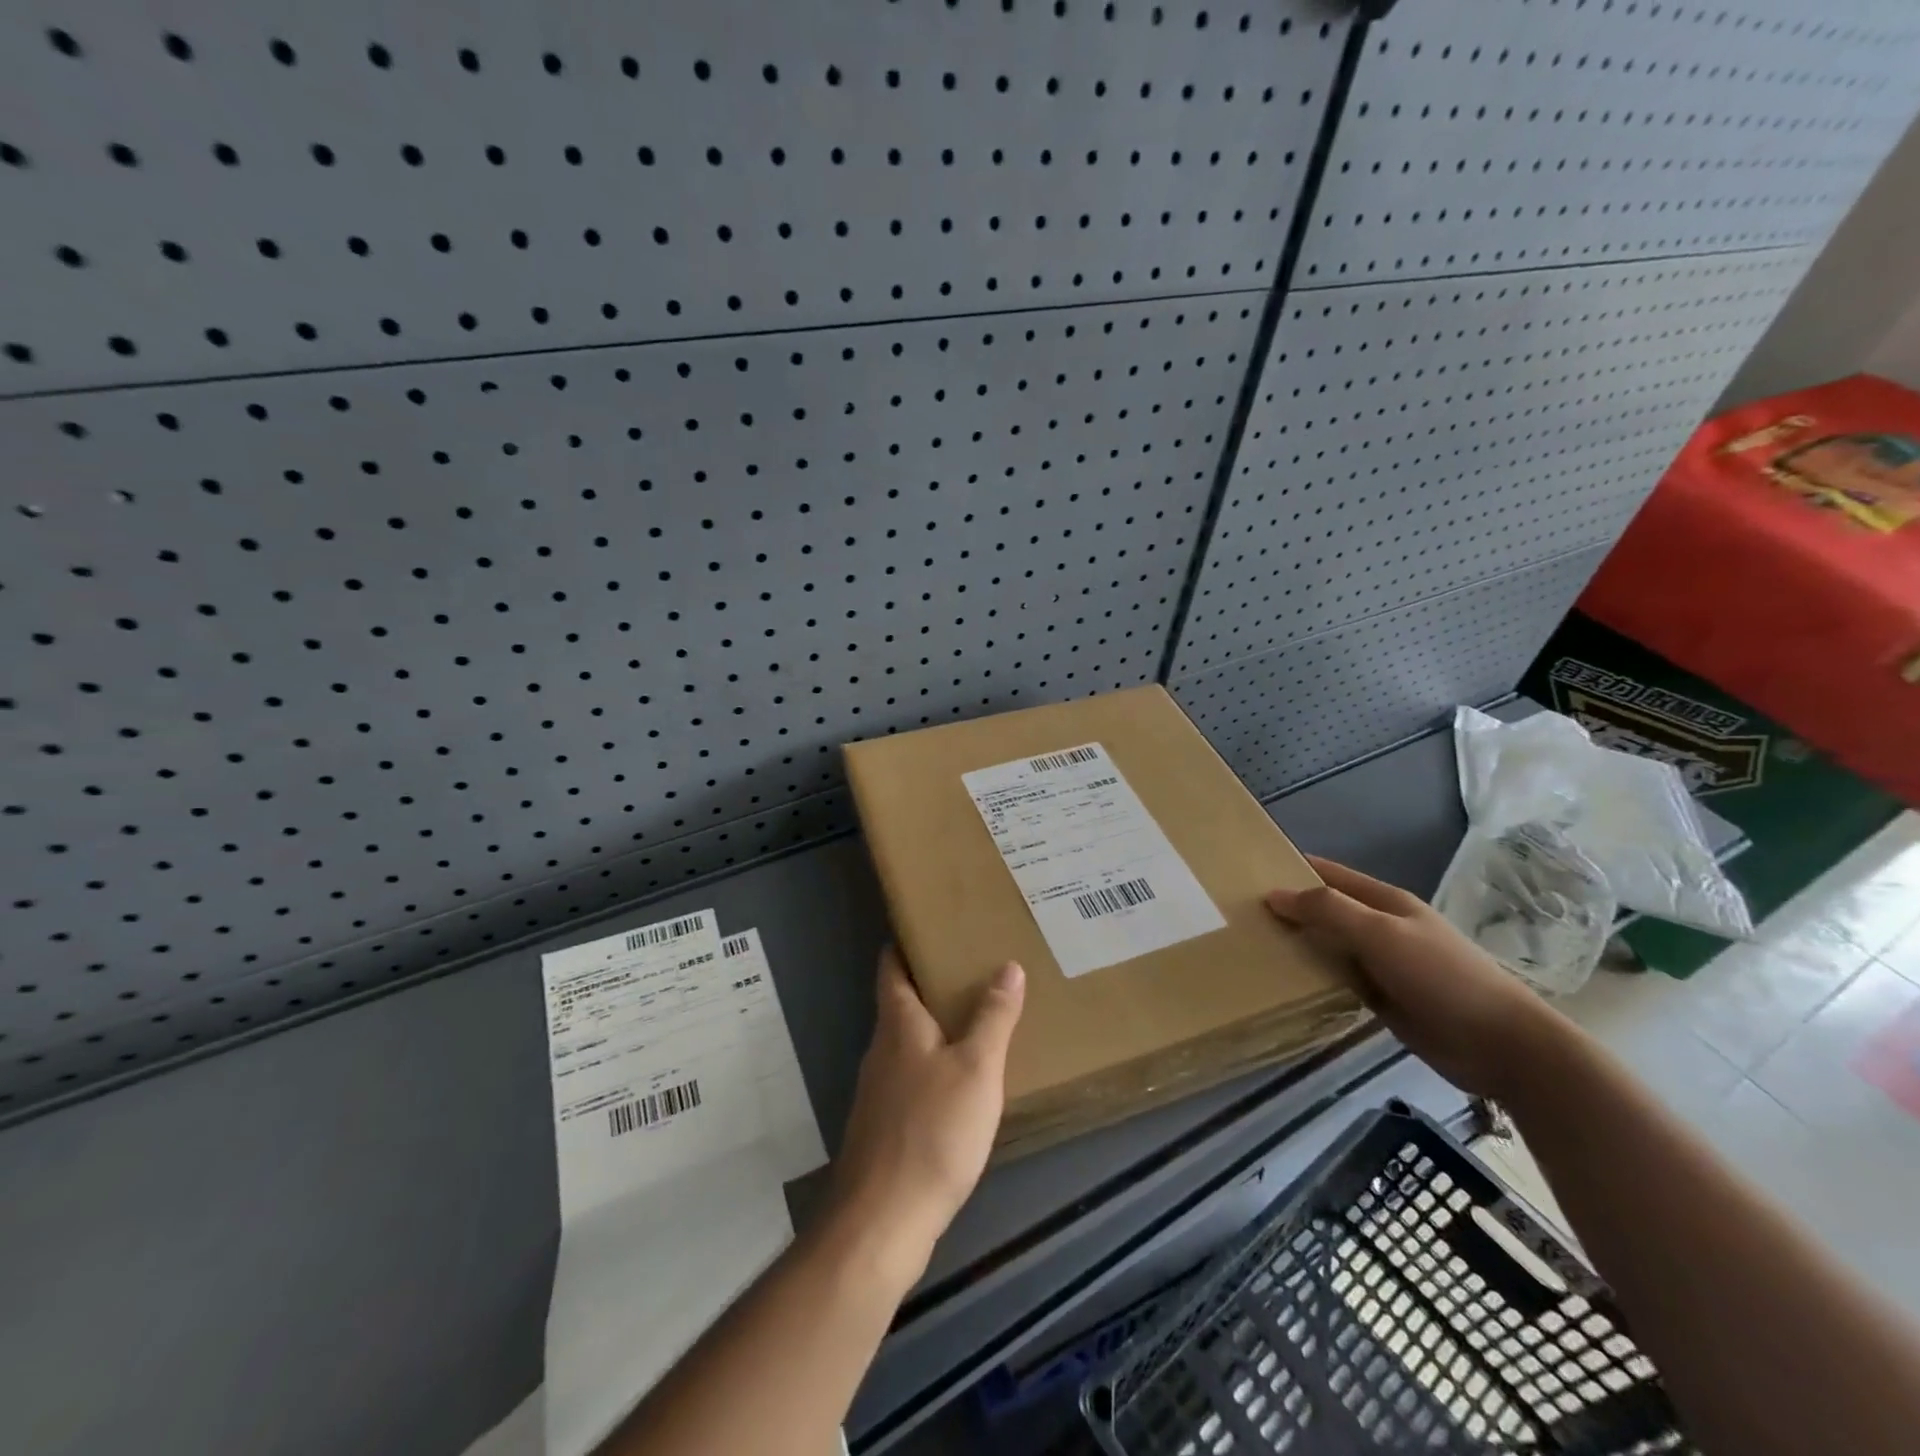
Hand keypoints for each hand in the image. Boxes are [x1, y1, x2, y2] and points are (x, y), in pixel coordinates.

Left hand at [825, 947, 1025, 1286]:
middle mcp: (881, 1049)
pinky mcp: (885, 1125)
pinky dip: (934, 1065)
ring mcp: (879, 1090)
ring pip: (906, 1042)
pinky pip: (911, 1077)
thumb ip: (993, 1017)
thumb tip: (1008, 966)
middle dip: (929, 983)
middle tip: (972, 968)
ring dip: (934, 1026)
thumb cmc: (933, 1131)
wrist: (883, 1220)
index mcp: (898, 1025)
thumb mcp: (977, 1069)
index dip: (904, 944)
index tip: (929, 926)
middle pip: (900, 1003)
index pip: (892, 968)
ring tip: (975, 1018)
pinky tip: (961, 1082)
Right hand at [1267, 855, 1565, 1099]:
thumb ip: (1328, 910)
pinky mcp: (1382, 998)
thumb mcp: (1380, 934)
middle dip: (1287, 908)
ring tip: (1249, 946)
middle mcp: (1380, 927)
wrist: (1501, 1046)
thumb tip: (1273, 894)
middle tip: (1237, 915)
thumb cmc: (1441, 977)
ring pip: (1328, 945)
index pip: (1327, 874)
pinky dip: (1312, 976)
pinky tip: (1283, 981)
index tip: (1246, 874)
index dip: (1291, 869)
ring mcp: (1382, 963)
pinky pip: (1337, 979)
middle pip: (1324, 910)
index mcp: (1384, 901)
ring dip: (1297, 944)